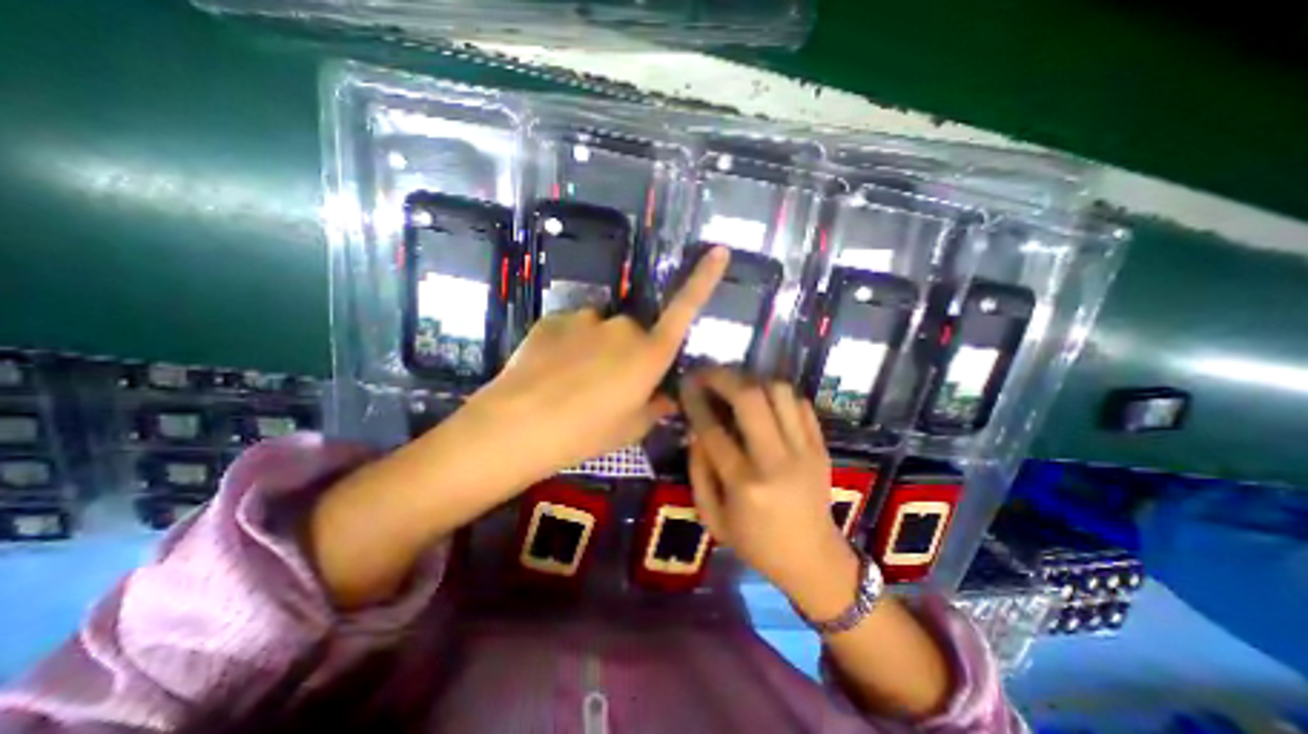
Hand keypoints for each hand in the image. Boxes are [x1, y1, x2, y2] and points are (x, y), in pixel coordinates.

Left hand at [455, 245, 726, 485]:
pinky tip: (550, 373)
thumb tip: (667, 396)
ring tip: (572, 383)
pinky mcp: (554, 319)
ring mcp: (586, 319)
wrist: (518, 426)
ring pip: (601, 331)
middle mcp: (623, 327)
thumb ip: (654, 407)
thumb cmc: (586, 433)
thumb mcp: (630, 428)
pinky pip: (572, 330)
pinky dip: (568, 346)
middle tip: (605, 388)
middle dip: (627, 353)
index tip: (719, 249)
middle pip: (634, 333)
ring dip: (596, 349)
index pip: (685, 309)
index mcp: (649, 354)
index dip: (704, 279)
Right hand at [680, 371, 854, 610]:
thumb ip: (698, 472)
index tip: (686, 385)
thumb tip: (694, 431)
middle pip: (750, 398)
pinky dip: (777, 394)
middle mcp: (776, 461)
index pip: (713, 430)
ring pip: (779, 392)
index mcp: (745, 485)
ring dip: (752, 380)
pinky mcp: (821, 446)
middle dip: (723, 377)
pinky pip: (800, 403)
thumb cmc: (756, 544)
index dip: (695, 401)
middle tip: (707, 372)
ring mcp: (804, 450)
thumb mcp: (712, 519)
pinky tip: (763, 400)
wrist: (813, 558)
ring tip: (735, 384)